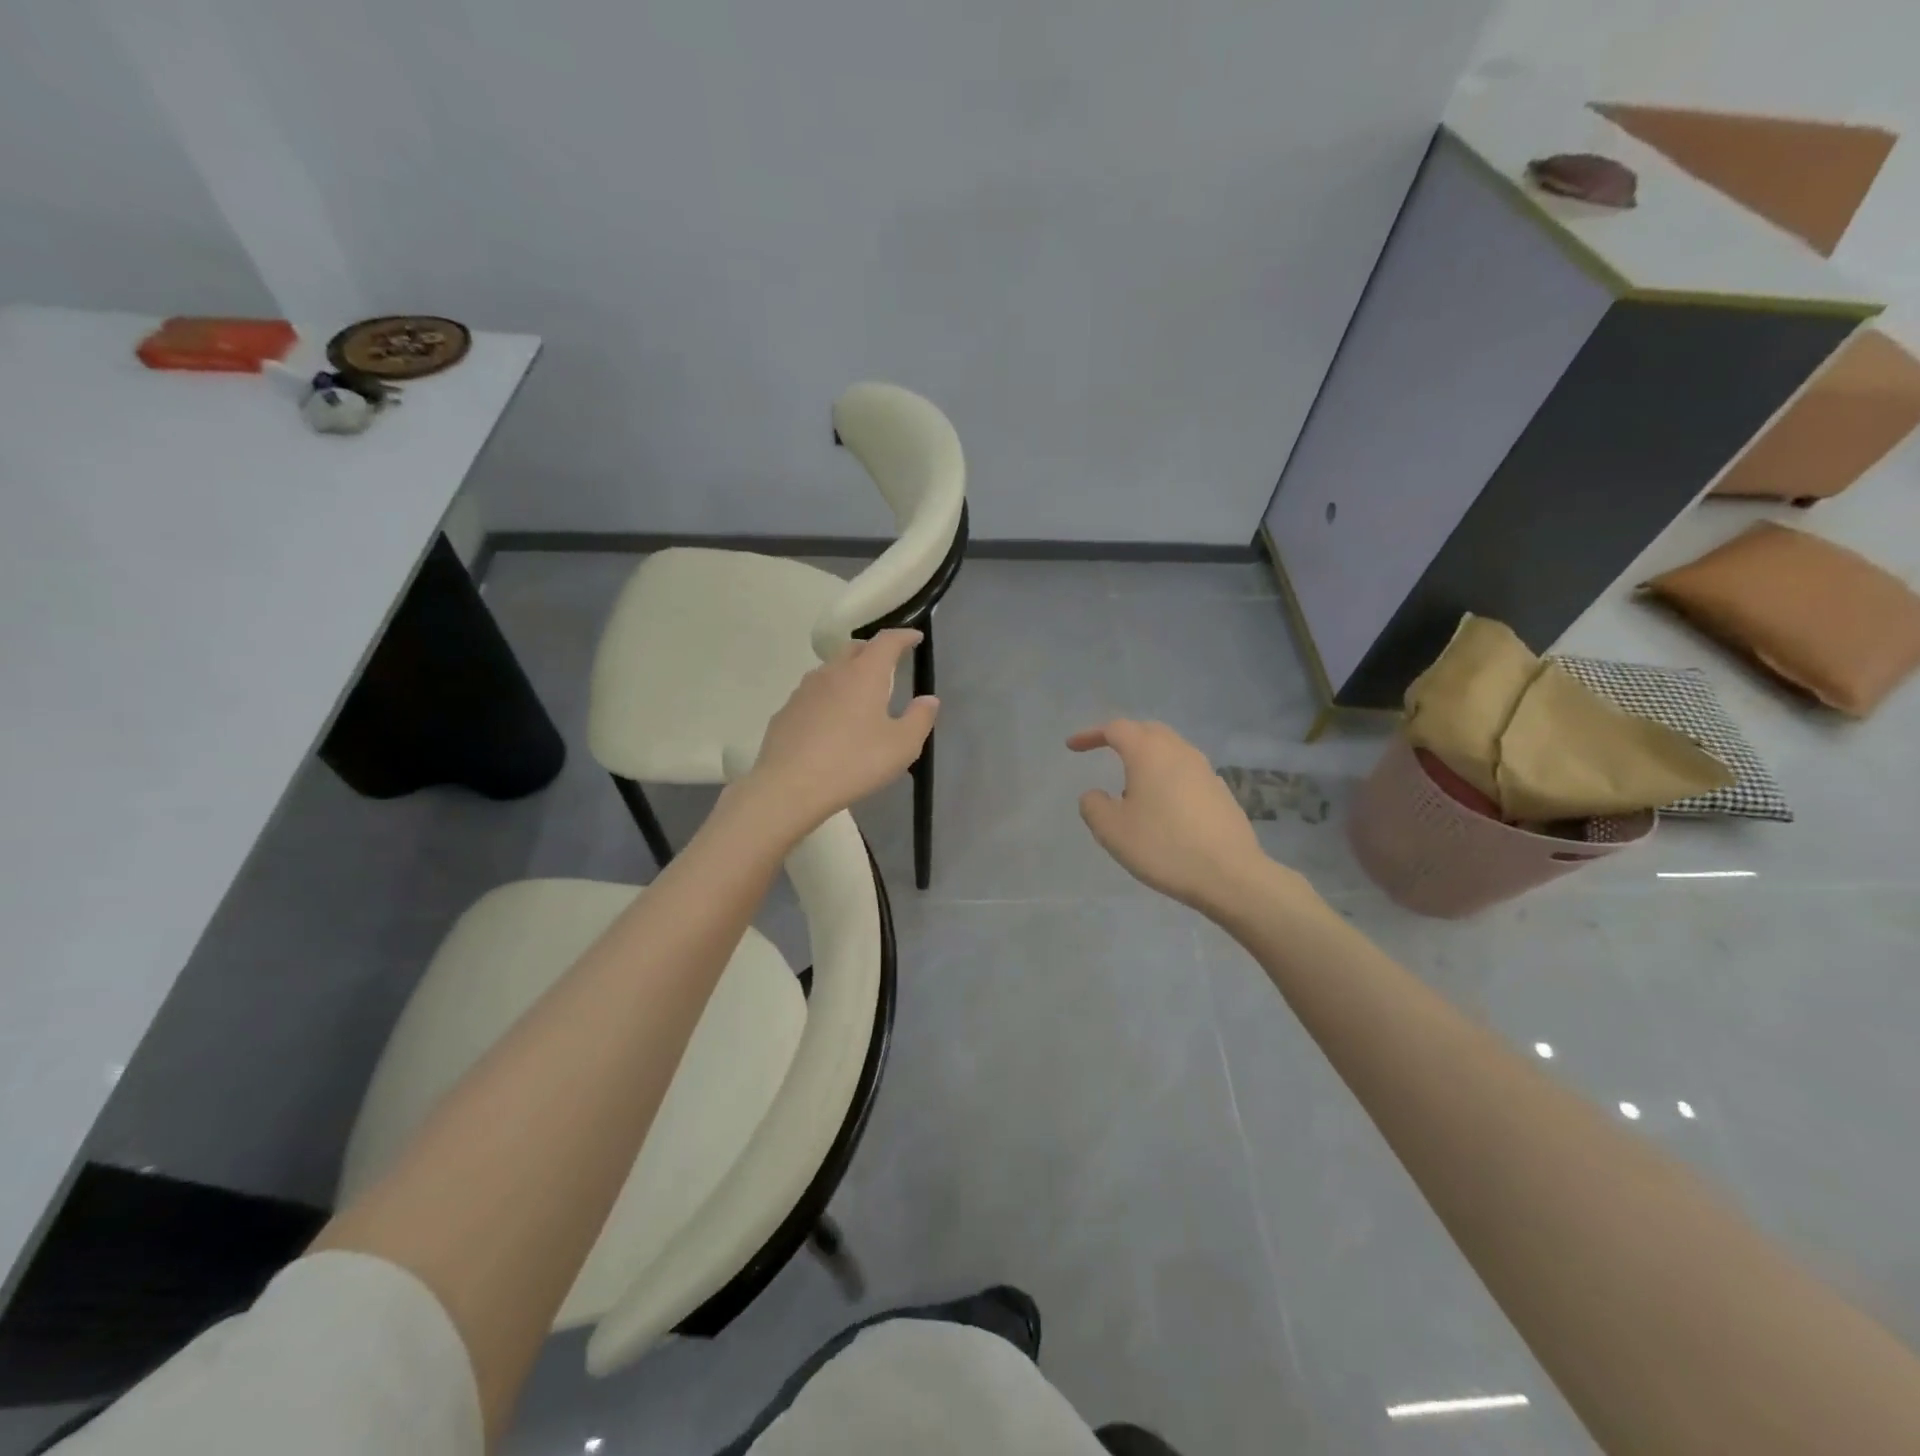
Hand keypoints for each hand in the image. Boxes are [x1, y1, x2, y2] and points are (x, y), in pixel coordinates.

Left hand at [740, 629, 936, 838]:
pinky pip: (812, 695)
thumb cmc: (854, 763)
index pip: (887, 641)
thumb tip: (929, 699)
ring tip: (858, 694)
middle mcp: (832, 672)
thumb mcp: (902, 746)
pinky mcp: (785, 711)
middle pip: (854, 648)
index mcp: (864, 674)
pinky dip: (827, 698)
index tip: (915, 638)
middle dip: (873, 651)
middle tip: (887, 664)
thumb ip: (920, 718)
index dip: (904, 636)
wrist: (790, 786)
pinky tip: (829, 722)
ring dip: (847, 673)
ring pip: (830, 670)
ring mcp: (804, 690)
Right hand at [1069, 719, 1288, 916]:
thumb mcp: (1112, 831)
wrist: (1230, 875)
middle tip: (1104, 750)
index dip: (1091, 734)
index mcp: (1149, 753)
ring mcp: (1205, 771)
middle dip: (1123, 737)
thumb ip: (1094, 806)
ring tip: (1132, 783)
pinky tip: (1163, 804)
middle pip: (1148, 731)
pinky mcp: (1221, 792)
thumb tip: (1094, 794)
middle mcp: (1179, 752)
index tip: (1073, 746)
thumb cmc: (1163, 847)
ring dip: (1148, 756)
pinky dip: (1167, 775)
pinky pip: (1187, 772)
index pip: (1116, 729)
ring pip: (1171, 749)